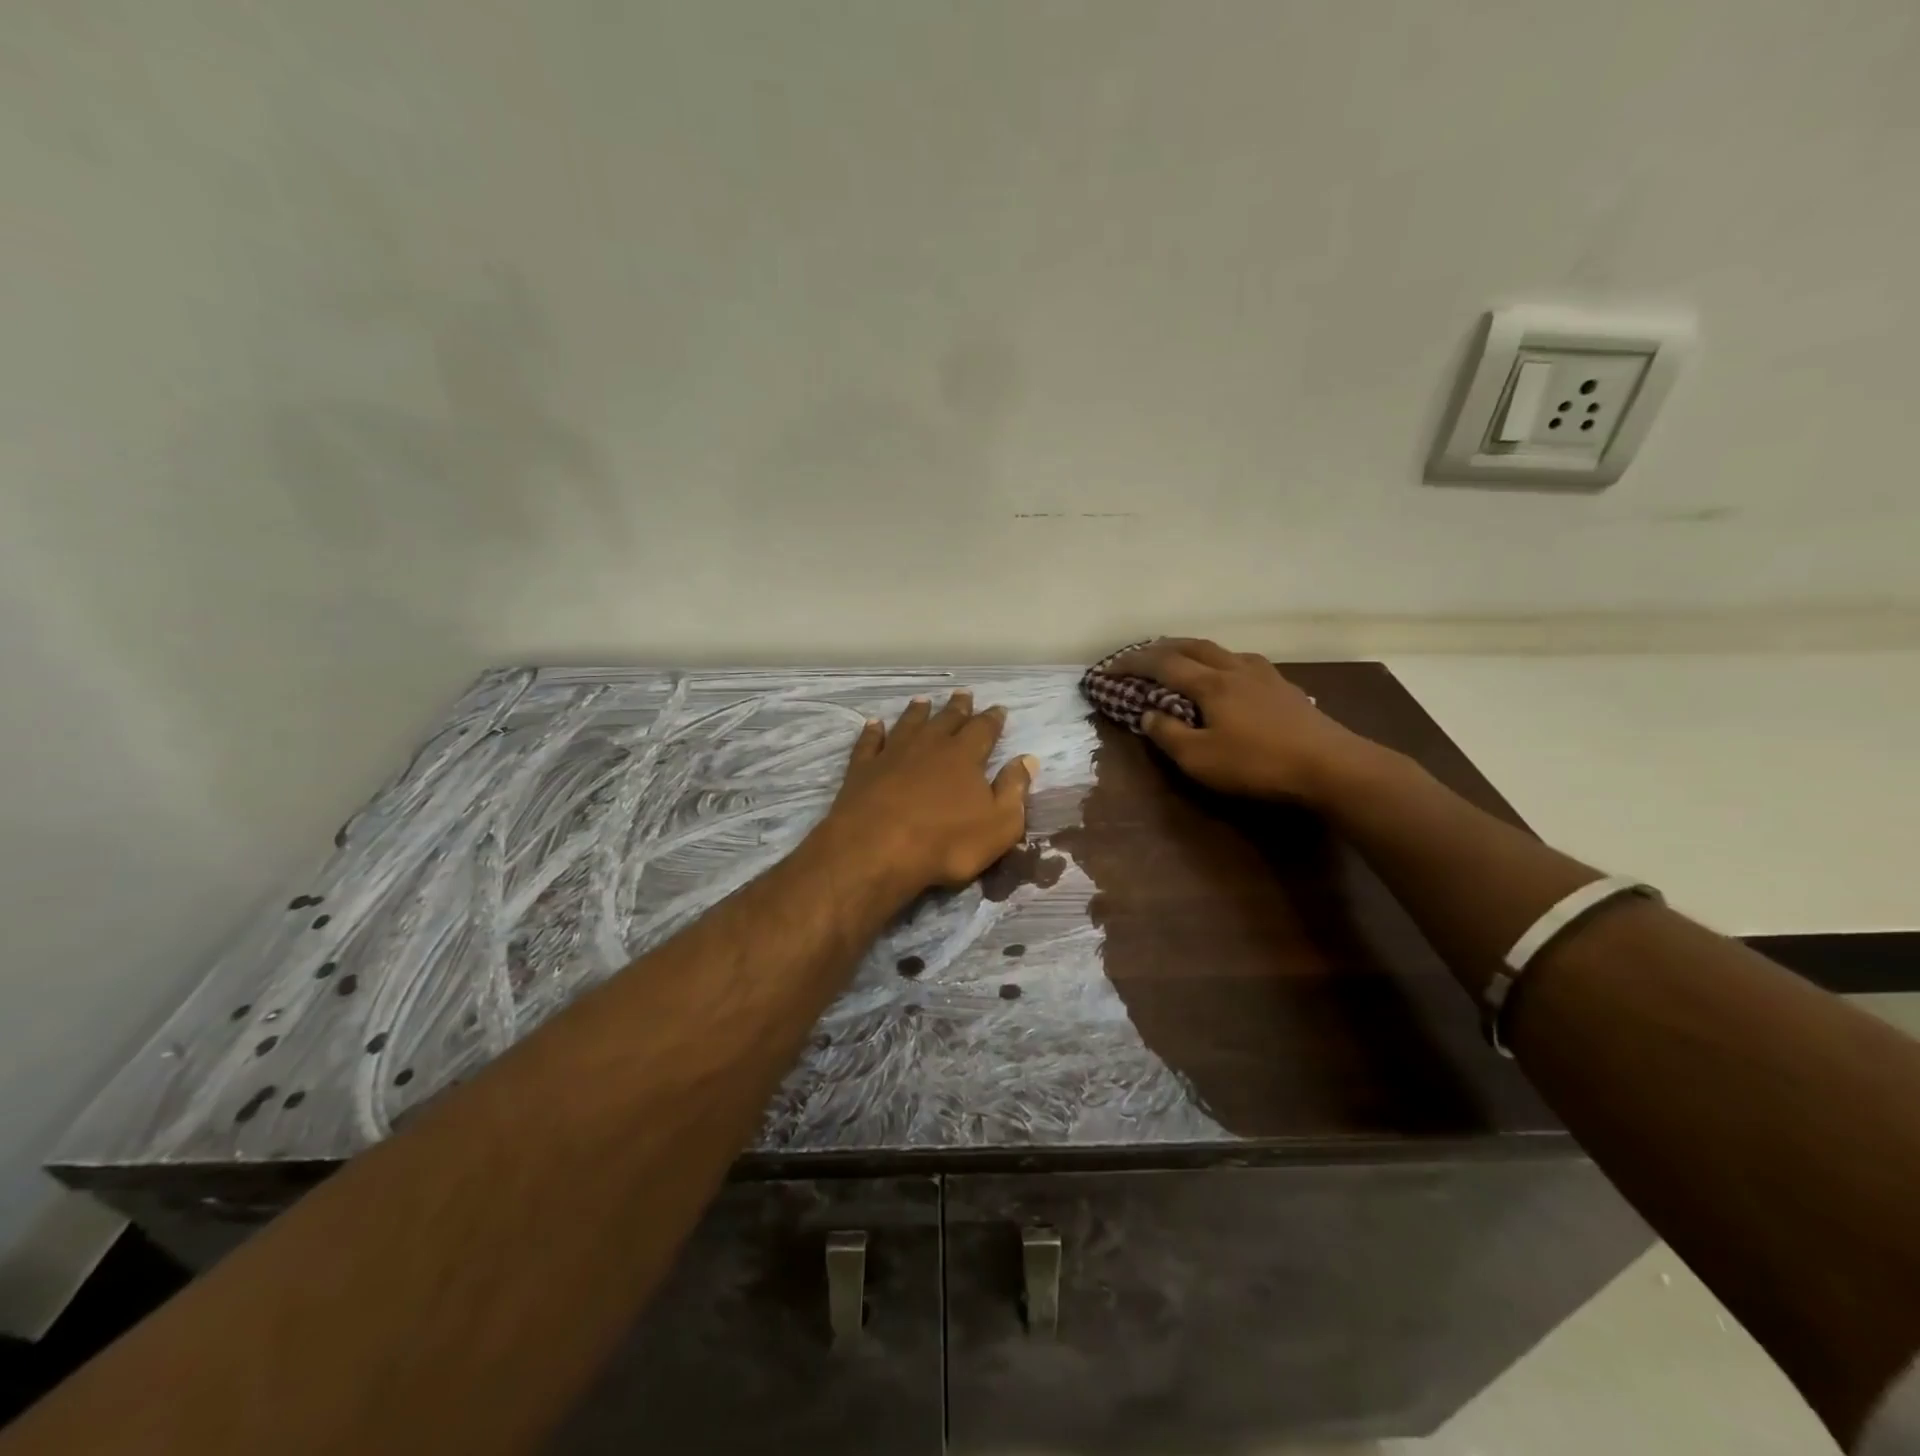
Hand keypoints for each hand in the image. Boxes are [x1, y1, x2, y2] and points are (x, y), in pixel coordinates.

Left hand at [818, 692, 1036, 897]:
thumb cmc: (947, 842)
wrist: (877, 850)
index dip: (992, 719)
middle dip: (958, 707)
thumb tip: (1027, 759)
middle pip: (946, 719)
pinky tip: (874, 723)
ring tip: (923, 701)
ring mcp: (892, 754)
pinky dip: (872, 731)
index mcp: (965, 756)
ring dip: (917, 712)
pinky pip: (869, 742)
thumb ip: (1014, 789)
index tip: (998, 708)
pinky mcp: (862, 769)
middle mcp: (929, 745)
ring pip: (908, 724)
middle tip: (963, 694)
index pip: (984, 730)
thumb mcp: (999, 824)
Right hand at [1107, 638, 1372, 804]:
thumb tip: (1147, 713)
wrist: (1331, 766)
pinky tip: (1225, 676)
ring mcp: (1264, 675)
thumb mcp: (1200, 759)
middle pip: (1192, 646)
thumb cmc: (1258, 764)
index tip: (1108, 668)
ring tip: (1179, 659)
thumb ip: (1168, 734)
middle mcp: (1235, 668)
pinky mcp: (1284, 687)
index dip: (1132, 664)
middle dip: (1160, 648)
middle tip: (1139, 656)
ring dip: (1192, 650)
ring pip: (1220, 650)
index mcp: (1210, 683)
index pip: (1162, 664)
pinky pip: (1241, 662)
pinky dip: (1220, 662)